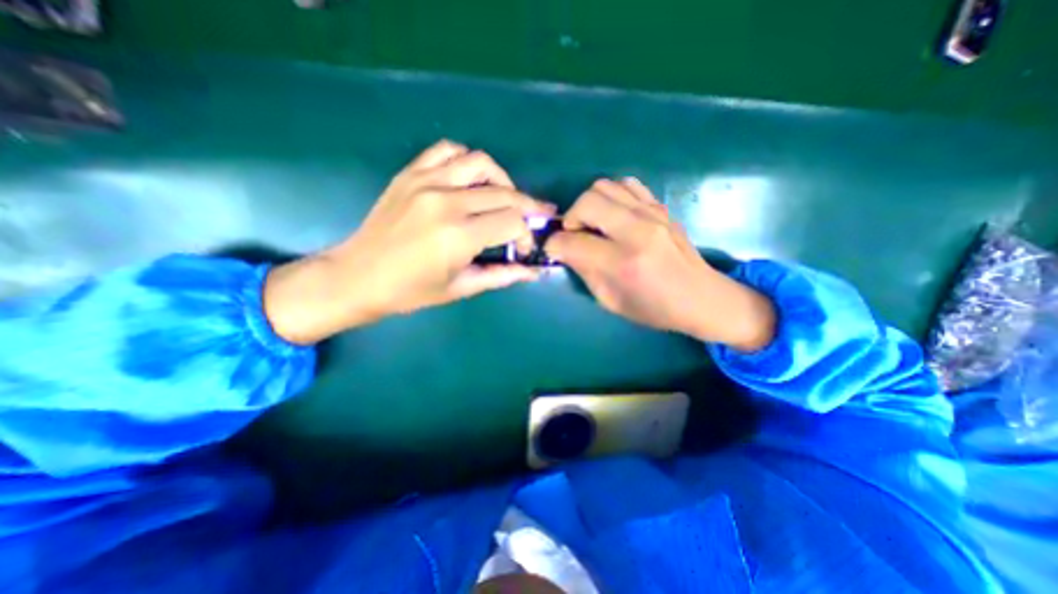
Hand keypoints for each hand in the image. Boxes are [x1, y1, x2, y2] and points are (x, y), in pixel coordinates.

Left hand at [262, 140, 555, 342]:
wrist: (358, 276)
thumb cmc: (411, 291)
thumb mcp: (461, 287)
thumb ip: (502, 275)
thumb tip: (533, 273)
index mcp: (460, 235)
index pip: (513, 221)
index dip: (527, 234)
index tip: (523, 248)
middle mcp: (447, 202)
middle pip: (505, 193)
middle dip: (526, 208)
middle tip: (531, 221)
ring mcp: (427, 182)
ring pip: (481, 163)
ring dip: (502, 180)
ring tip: (504, 198)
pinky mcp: (411, 174)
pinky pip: (447, 151)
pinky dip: (467, 161)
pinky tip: (471, 179)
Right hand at [546, 178, 775, 349]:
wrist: (701, 297)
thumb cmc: (653, 308)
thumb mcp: (610, 301)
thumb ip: (583, 271)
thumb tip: (564, 249)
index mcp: (623, 263)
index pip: (572, 242)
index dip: (554, 245)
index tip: (553, 249)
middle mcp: (637, 231)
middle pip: (587, 202)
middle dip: (570, 218)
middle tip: (573, 235)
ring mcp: (652, 214)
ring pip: (604, 186)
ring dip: (589, 204)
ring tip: (593, 225)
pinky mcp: (661, 207)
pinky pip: (627, 185)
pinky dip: (611, 196)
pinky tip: (613, 215)